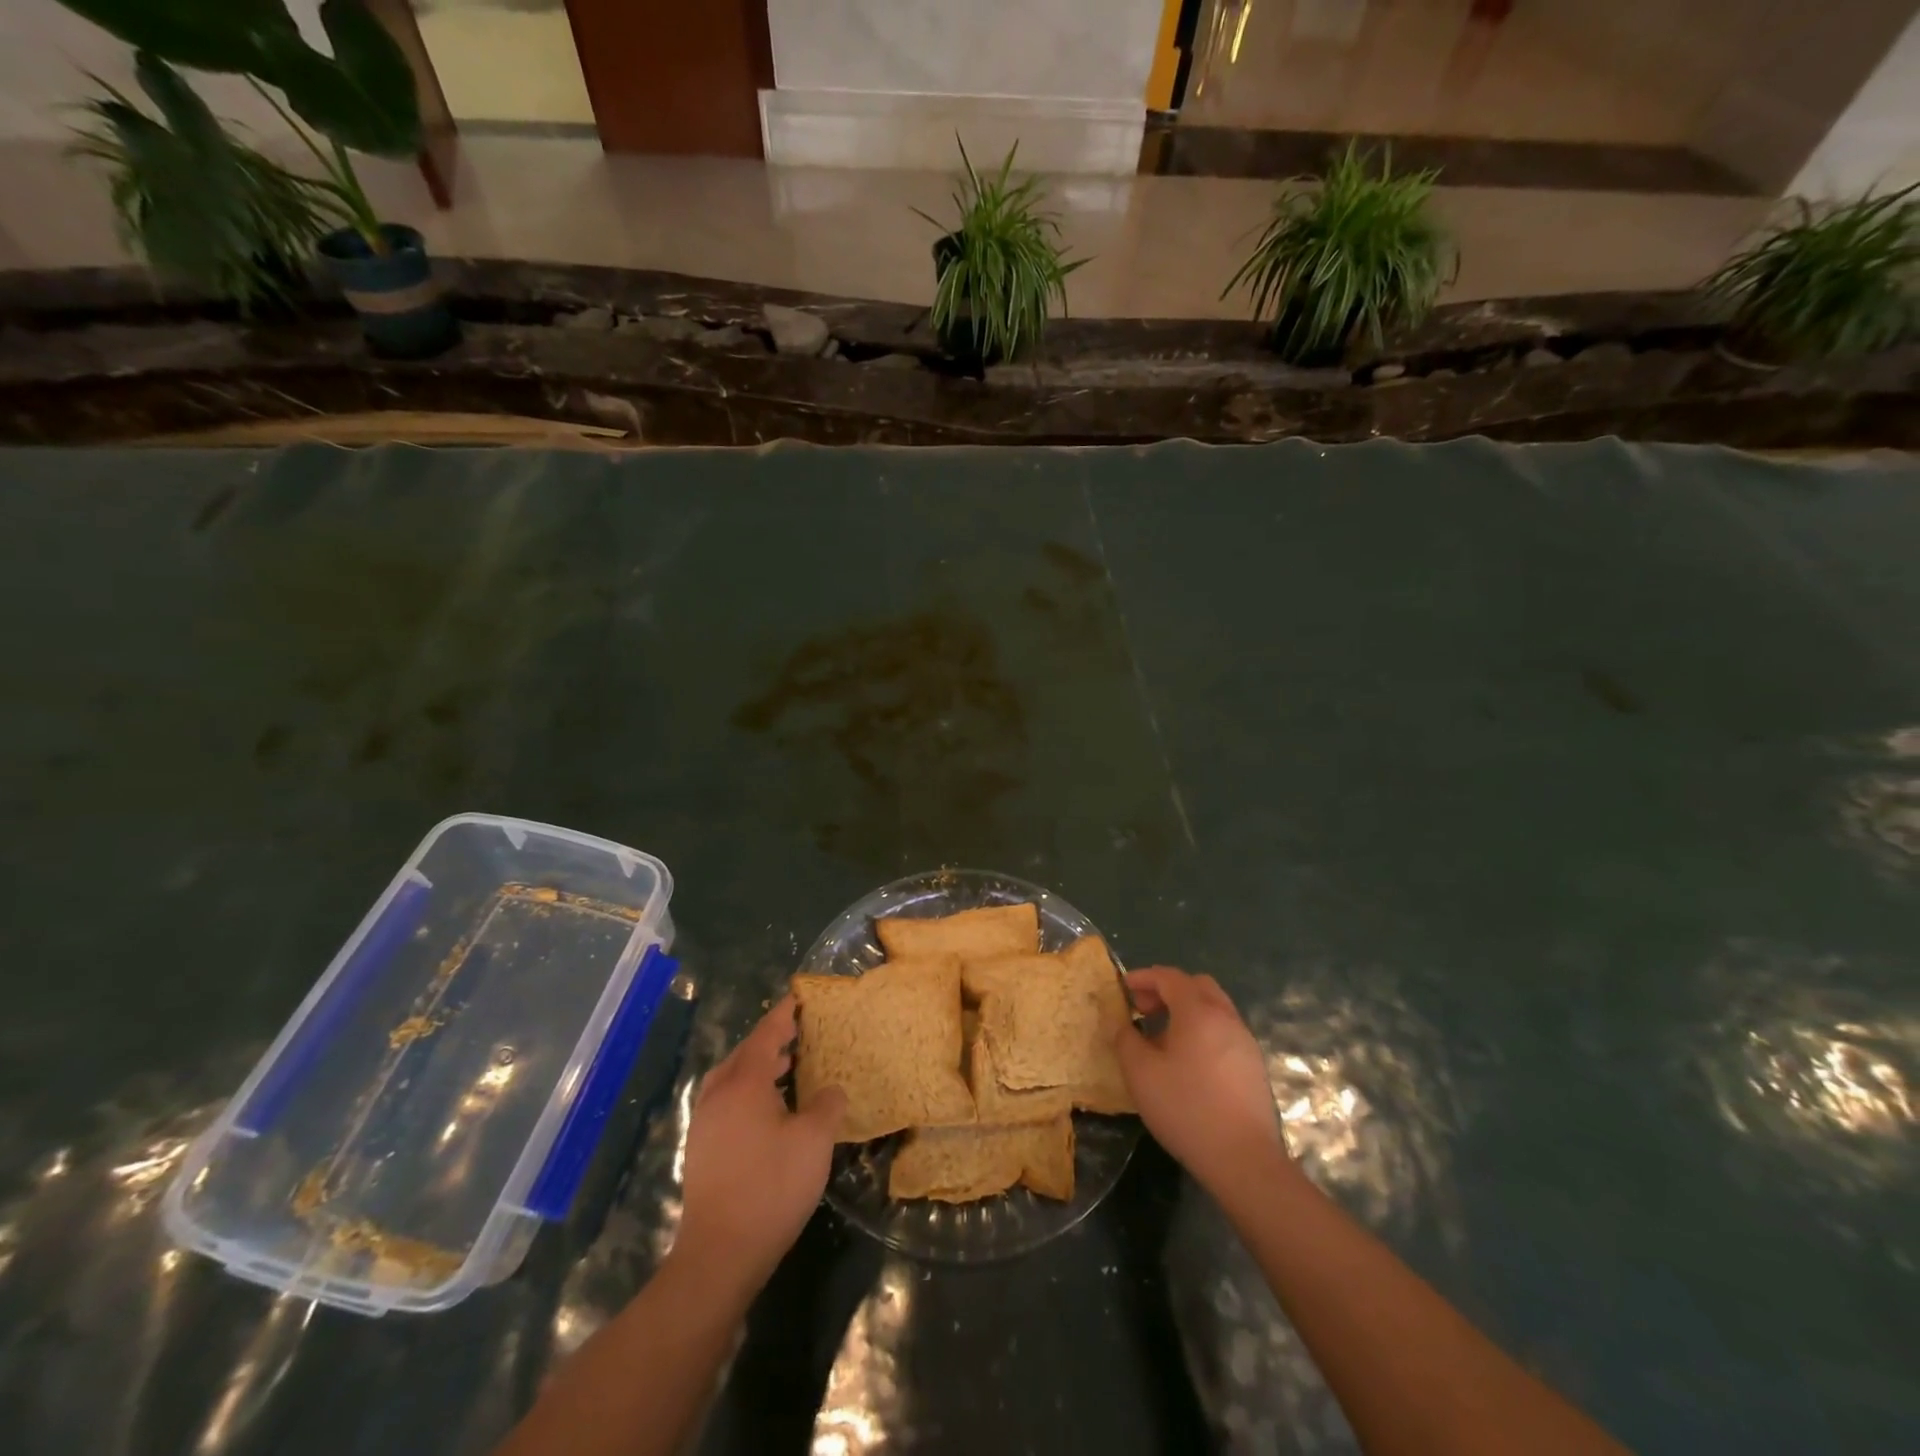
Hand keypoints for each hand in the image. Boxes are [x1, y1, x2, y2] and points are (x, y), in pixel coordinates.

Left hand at [672, 997, 844, 1295]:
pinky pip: (725, 1102)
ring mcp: (705, 1123)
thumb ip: (827, 1106)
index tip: (798, 998)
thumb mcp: (814, 1141)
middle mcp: (719, 1095)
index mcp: (744, 1083)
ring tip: (787, 1069)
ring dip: (757, 1067)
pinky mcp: (701, 1150)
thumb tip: (830, 1091)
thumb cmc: (772, 1187)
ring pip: (731, 1079)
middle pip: (744, 1053)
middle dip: (770, 1040)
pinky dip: (747, 1091)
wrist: (720, 1253)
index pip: (766, 1035)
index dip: (784, 1015)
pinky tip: (768, 1111)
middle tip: (797, 1033)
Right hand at [1113, 967, 1285, 1196]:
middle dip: (1167, 990)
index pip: (1169, 977)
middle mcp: (1226, 1018)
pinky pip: (1224, 1031)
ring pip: (1214, 1008)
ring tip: (1162, 1037)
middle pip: (1196, 986)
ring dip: (1186, 1011)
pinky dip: (1202, 1030)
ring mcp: (1245, 1041)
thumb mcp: (1140, 1073)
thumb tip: (1123, 1025)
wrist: (1244, 1160)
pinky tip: (1187, 1062)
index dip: (1143, 977)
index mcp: (1198, 1012)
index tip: (1123, 989)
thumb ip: (1126, 1040)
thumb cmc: (1186, 1108)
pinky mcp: (1254, 1066)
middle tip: (1144, 1010)